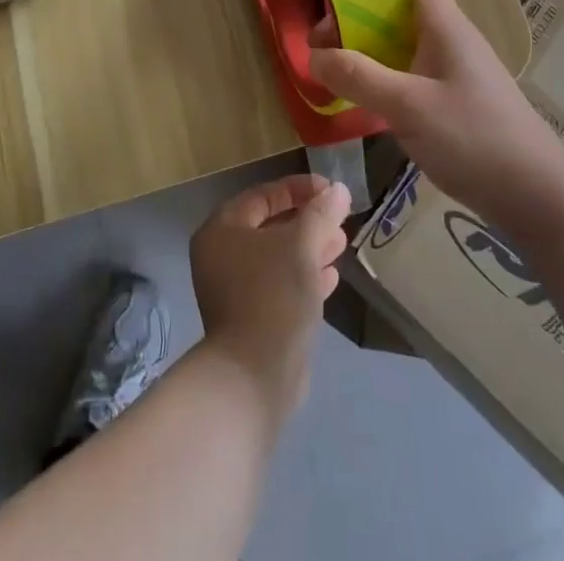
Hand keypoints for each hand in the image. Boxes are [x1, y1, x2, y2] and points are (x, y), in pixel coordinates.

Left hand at [189, 174, 350, 417]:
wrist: (255, 375)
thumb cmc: (273, 294)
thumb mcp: (301, 245)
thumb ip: (320, 213)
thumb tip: (339, 190)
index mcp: (222, 229)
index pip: (262, 195)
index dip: (298, 188)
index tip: (330, 190)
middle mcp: (221, 255)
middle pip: (269, 225)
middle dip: (307, 220)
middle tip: (338, 218)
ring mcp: (234, 289)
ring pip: (277, 257)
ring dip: (310, 247)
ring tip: (341, 243)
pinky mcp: (251, 318)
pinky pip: (279, 285)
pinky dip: (303, 276)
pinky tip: (331, 276)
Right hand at [309, 0, 563, 224]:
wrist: (539, 200)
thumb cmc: (475, 139)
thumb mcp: (408, 106)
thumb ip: (358, 78)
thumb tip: (312, 55)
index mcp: (446, 27)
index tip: (338, 3)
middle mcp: (452, 42)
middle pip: (402, 13)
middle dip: (360, 24)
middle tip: (325, 50)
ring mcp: (458, 74)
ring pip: (406, 48)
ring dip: (372, 57)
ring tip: (338, 78)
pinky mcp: (460, 104)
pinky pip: (415, 78)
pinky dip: (389, 84)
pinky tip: (370, 108)